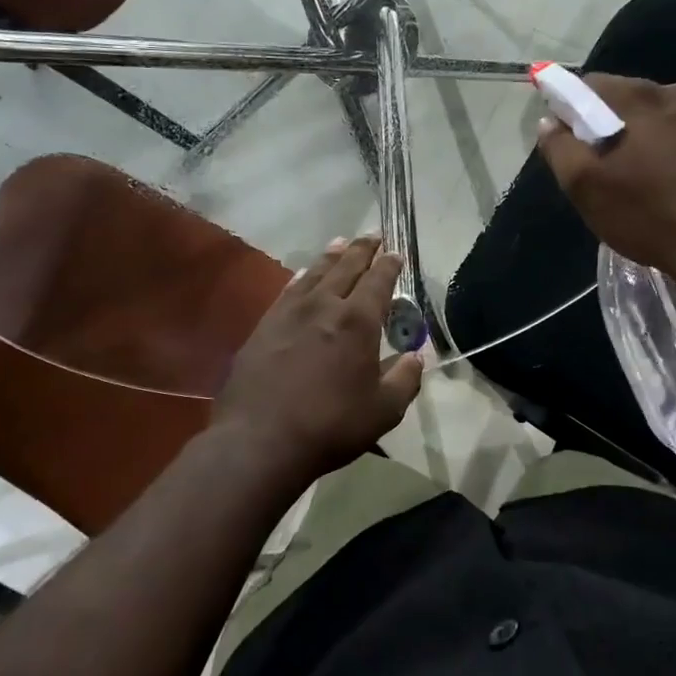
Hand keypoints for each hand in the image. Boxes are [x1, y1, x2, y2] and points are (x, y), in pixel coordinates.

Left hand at [214, 235, 424, 482]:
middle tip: (372, 236)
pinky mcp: (264, 326)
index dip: (389, 265)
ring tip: (341, 243)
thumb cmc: (330, 425)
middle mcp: (324, 306)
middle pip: (346, 267)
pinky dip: (302, 277)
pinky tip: (304, 276)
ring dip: (332, 256)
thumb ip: (404, 380)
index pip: (378, 281)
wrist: (259, 439)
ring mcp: (289, 313)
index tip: (396, 253)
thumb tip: (416, 357)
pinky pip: (288, 290)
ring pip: (315, 273)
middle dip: (362, 249)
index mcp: (358, 321)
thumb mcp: (383, 411)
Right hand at [535, 73, 675, 298]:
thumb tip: (550, 123)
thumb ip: (561, 149)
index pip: (589, 85)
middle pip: (629, 100)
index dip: (571, 110)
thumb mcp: (587, 189)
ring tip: (645, 181)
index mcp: (639, 97)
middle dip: (611, 126)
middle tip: (606, 170)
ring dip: (648, 138)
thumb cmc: (651, 217)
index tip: (570, 143)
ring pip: (664, 118)